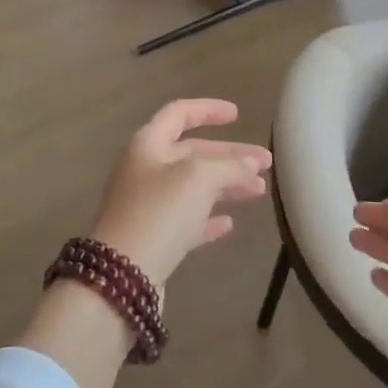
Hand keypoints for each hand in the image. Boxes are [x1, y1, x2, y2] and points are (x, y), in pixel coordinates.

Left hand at [89, 100, 271, 289]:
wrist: (121, 277)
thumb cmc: (159, 212)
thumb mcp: (198, 178)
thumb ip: (229, 166)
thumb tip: (250, 164)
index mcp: (148, 144)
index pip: (179, 113)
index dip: (208, 110)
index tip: (238, 115)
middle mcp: (145, 170)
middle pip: (192, 153)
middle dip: (230, 156)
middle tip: (266, 163)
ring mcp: (147, 205)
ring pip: (193, 187)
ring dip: (226, 185)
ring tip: (260, 191)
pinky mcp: (153, 238)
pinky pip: (186, 220)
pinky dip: (208, 218)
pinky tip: (229, 224)